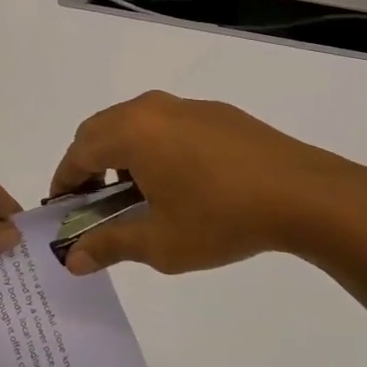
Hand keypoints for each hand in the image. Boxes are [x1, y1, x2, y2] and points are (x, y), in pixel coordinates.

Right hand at [49, 91, 366, 275]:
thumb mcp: (160, 243)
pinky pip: (166, 123)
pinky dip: (152, 146)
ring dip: (120, 153)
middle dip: (88, 164)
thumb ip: (110, 246)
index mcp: (130, 132)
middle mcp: (150, 109)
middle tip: (93, 202)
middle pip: (100, 130)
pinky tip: (178, 180)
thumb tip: (73, 260)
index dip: (64, 181)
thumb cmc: (221, 218)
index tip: (62, 208)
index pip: (78, 153)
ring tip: (136, 194)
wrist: (305, 194)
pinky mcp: (215, 113)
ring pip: (133, 123)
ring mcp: (185, 106)